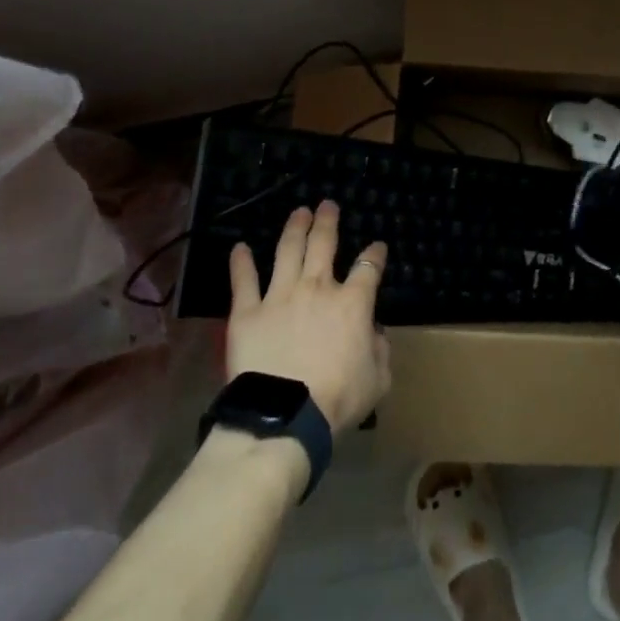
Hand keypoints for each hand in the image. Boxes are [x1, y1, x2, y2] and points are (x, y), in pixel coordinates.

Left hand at [227, 201, 390, 433]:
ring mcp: (279, 296)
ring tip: (299, 212)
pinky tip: (239, 247)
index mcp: (353, 303)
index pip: (368, 267)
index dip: (375, 254)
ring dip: (294, 228)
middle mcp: (317, 288)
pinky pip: (243, 281)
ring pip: (287, 251)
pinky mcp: (247, 312)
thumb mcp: (378, 379)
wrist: (284, 415)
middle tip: (327, 205)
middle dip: (328, 222)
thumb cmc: (338, 399)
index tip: (378, 247)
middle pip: (323, 244)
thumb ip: (380, 350)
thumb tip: (374, 333)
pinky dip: (241, 262)